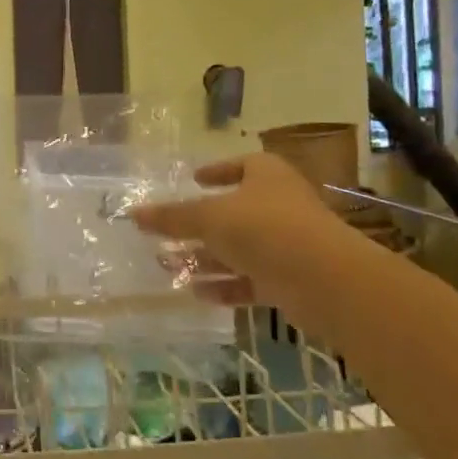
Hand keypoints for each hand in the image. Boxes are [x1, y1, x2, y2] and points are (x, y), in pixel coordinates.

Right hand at [131, 152, 353, 307]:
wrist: (324, 280)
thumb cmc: (263, 228)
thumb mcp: (208, 217)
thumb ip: (171, 217)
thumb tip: (133, 213)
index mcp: (267, 176)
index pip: (241, 165)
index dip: (217, 171)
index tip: (194, 179)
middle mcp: (279, 205)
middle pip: (234, 212)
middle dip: (198, 225)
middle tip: (167, 233)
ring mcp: (287, 244)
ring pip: (239, 249)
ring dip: (205, 258)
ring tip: (167, 266)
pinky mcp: (290, 279)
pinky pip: (251, 279)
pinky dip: (225, 285)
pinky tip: (196, 292)